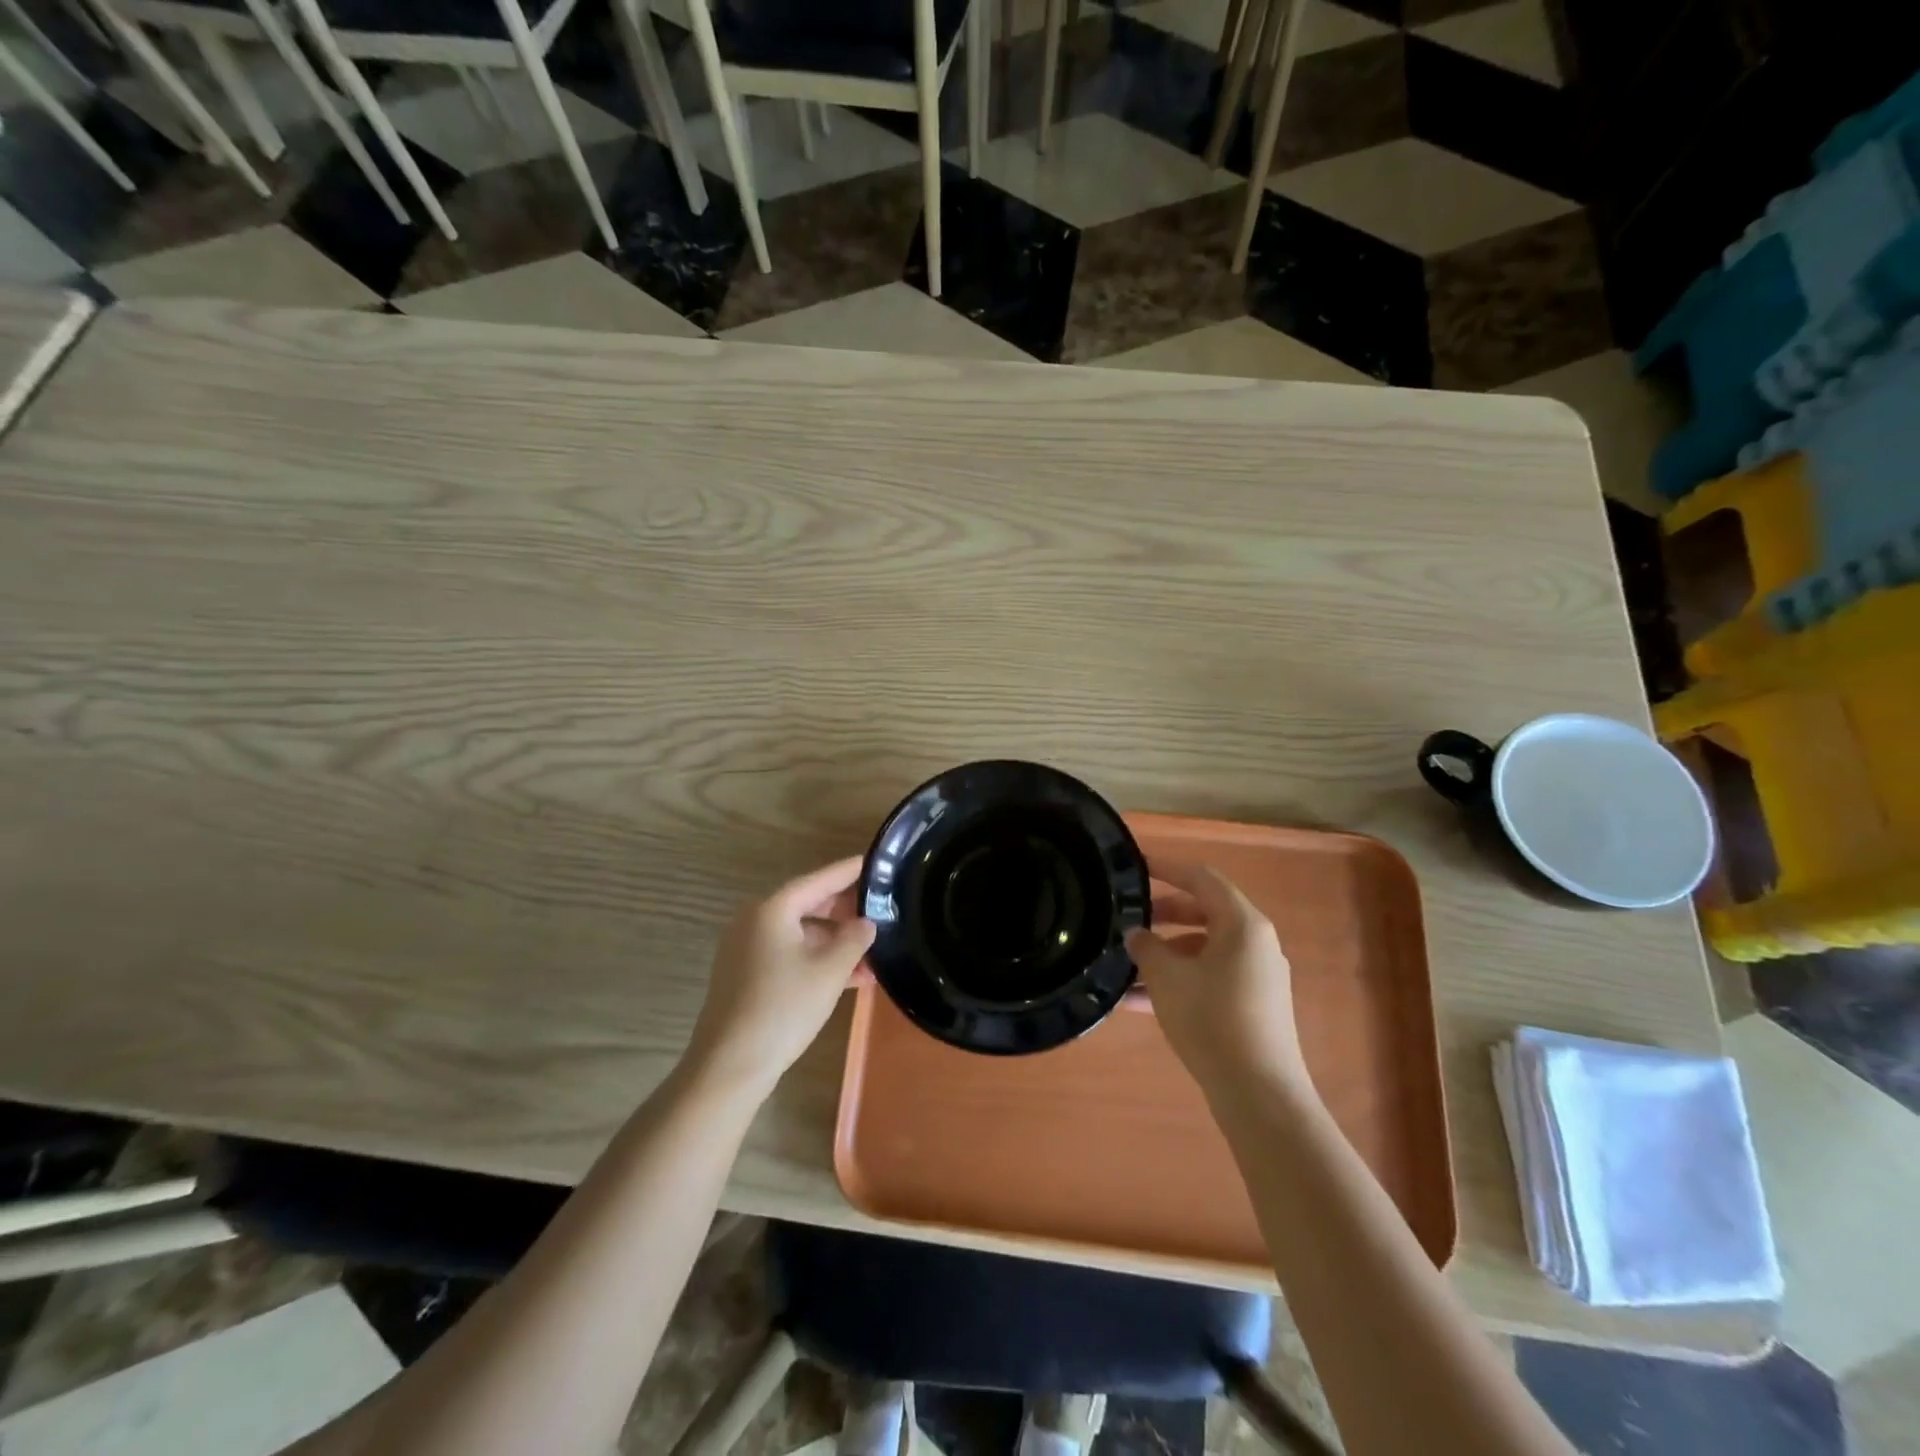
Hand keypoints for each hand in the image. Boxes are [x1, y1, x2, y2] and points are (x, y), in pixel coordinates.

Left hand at [684, 857, 875, 1097]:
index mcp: (771, 910)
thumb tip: (866, 923)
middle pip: (808, 905)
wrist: (729, 1066)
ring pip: (801, 934)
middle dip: (846, 912)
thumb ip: (854, 940)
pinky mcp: (747, 976)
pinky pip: (790, 955)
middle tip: (881, 910)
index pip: (818, 880)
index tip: (873, 862)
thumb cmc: (783, 1009)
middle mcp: (755, 922)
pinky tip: (850, 977)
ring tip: (874, 953)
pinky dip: (817, 961)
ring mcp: (747, 950)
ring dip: (836, 943)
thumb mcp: (829, 972)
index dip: (848, 872)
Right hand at [1127, 860, 1310, 1101]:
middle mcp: (1256, 943)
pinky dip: (1181, 981)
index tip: (1136, 866)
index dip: (1167, 868)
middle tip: (1129, 920)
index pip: (1202, 878)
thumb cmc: (1212, 1020)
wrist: (1259, 1094)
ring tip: (1127, 969)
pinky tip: (1140, 1003)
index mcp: (1243, 924)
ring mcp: (1258, 976)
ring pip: (1204, 950)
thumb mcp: (1167, 977)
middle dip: (1163, 915)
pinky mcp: (1254, 1006)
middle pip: (1204, 913)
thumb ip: (1147, 947)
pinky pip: (1211, 979)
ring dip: (1167, 955)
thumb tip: (1137, 933)